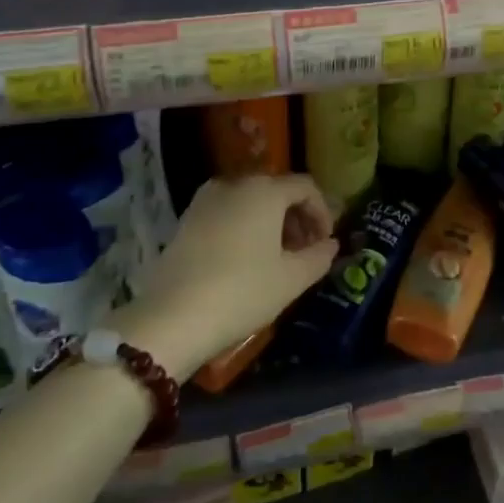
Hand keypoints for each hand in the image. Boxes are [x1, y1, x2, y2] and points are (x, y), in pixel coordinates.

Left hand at [113, 174, 337, 377]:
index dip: (322, 212)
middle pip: (277, 190)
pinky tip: (246, 259)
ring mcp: (205, 200)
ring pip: (250, 201)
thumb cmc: (243, 292)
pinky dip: (245, 226)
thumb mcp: (292, 279)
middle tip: (305, 250)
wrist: (172, 318)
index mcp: (264, 190)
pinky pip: (227, 212)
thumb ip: (319, 256)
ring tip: (277, 257)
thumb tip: (330, 245)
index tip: (325, 243)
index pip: (306, 187)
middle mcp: (235, 184)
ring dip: (271, 222)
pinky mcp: (186, 220)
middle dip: (297, 217)